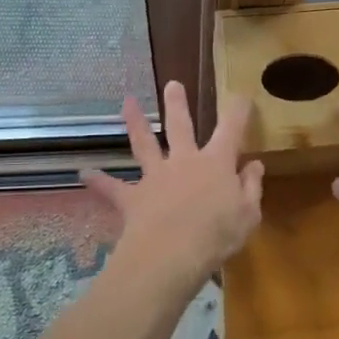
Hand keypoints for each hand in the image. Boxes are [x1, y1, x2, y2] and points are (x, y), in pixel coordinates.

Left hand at [82, 82, 263, 286]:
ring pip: (144, 144)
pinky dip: (99, 181)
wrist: (171, 254)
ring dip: (135, 123)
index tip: (241, 95)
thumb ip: (251, 187)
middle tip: (172, 84)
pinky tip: (84, 173)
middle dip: (177, 103)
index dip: (238, 111)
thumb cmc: (217, 235)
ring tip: (126, 102)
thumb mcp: (248, 214)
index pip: (231, 130)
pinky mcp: (133, 198)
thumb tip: (254, 165)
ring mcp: (155, 177)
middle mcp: (184, 162)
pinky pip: (113, 188)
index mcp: (216, 164)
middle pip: (181, 126)